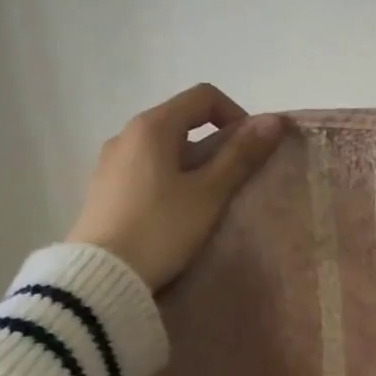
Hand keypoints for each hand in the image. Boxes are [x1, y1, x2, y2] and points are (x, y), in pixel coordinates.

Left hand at [68, 84, 284, 290]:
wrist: (101, 278)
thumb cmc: (161, 229)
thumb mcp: (209, 194)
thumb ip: (241, 155)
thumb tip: (274, 121)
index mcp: (152, 126)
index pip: (204, 97)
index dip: (237, 116)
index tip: (251, 151)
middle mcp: (126, 134)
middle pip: (183, 121)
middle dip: (217, 144)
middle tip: (234, 181)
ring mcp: (111, 161)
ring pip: (165, 148)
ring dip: (194, 165)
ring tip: (207, 202)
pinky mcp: (104, 188)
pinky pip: (147, 169)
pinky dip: (171, 179)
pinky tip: (176, 214)